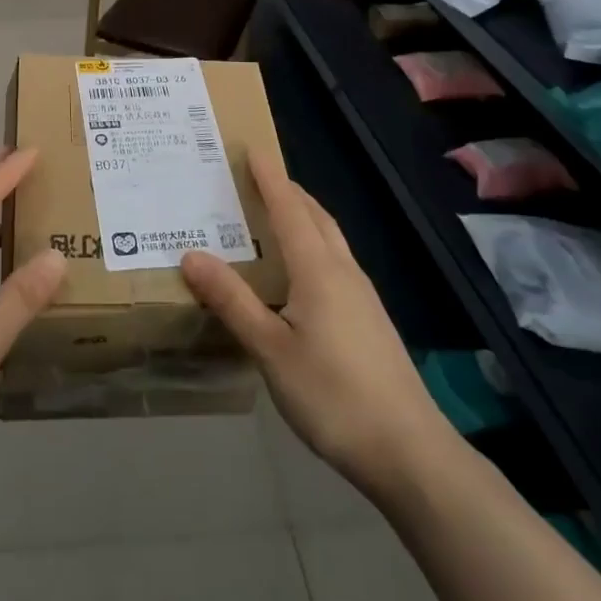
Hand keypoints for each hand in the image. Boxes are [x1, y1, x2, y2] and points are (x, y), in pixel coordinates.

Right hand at [181, 156, 451, 497]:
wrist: (409, 452)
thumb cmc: (333, 395)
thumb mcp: (270, 349)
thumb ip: (232, 301)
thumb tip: (191, 255)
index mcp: (318, 270)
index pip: (289, 209)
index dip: (270, 178)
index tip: (252, 149)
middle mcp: (343, 272)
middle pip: (315, 217)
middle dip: (288, 191)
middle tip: (258, 177)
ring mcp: (363, 296)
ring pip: (330, 239)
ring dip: (304, 216)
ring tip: (276, 215)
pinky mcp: (370, 320)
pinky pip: (337, 262)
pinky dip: (314, 245)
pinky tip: (302, 272)